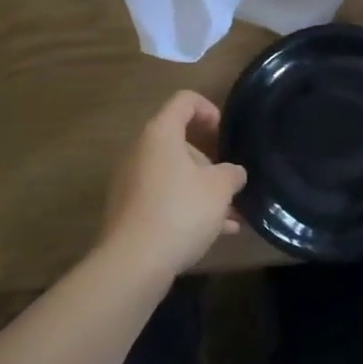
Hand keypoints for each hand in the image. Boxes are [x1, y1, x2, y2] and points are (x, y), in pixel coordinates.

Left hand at [98, 91, 247, 279]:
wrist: (133, 262)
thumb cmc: (180, 211)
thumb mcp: (220, 188)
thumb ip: (232, 173)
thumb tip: (233, 173)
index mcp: (160, 133)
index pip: (184, 101)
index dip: (208, 109)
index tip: (225, 132)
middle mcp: (141, 151)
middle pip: (179, 142)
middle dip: (210, 162)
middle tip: (230, 184)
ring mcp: (131, 182)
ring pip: (174, 175)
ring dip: (202, 190)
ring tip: (232, 215)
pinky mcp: (129, 210)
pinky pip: (164, 199)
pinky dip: (187, 208)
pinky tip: (215, 233)